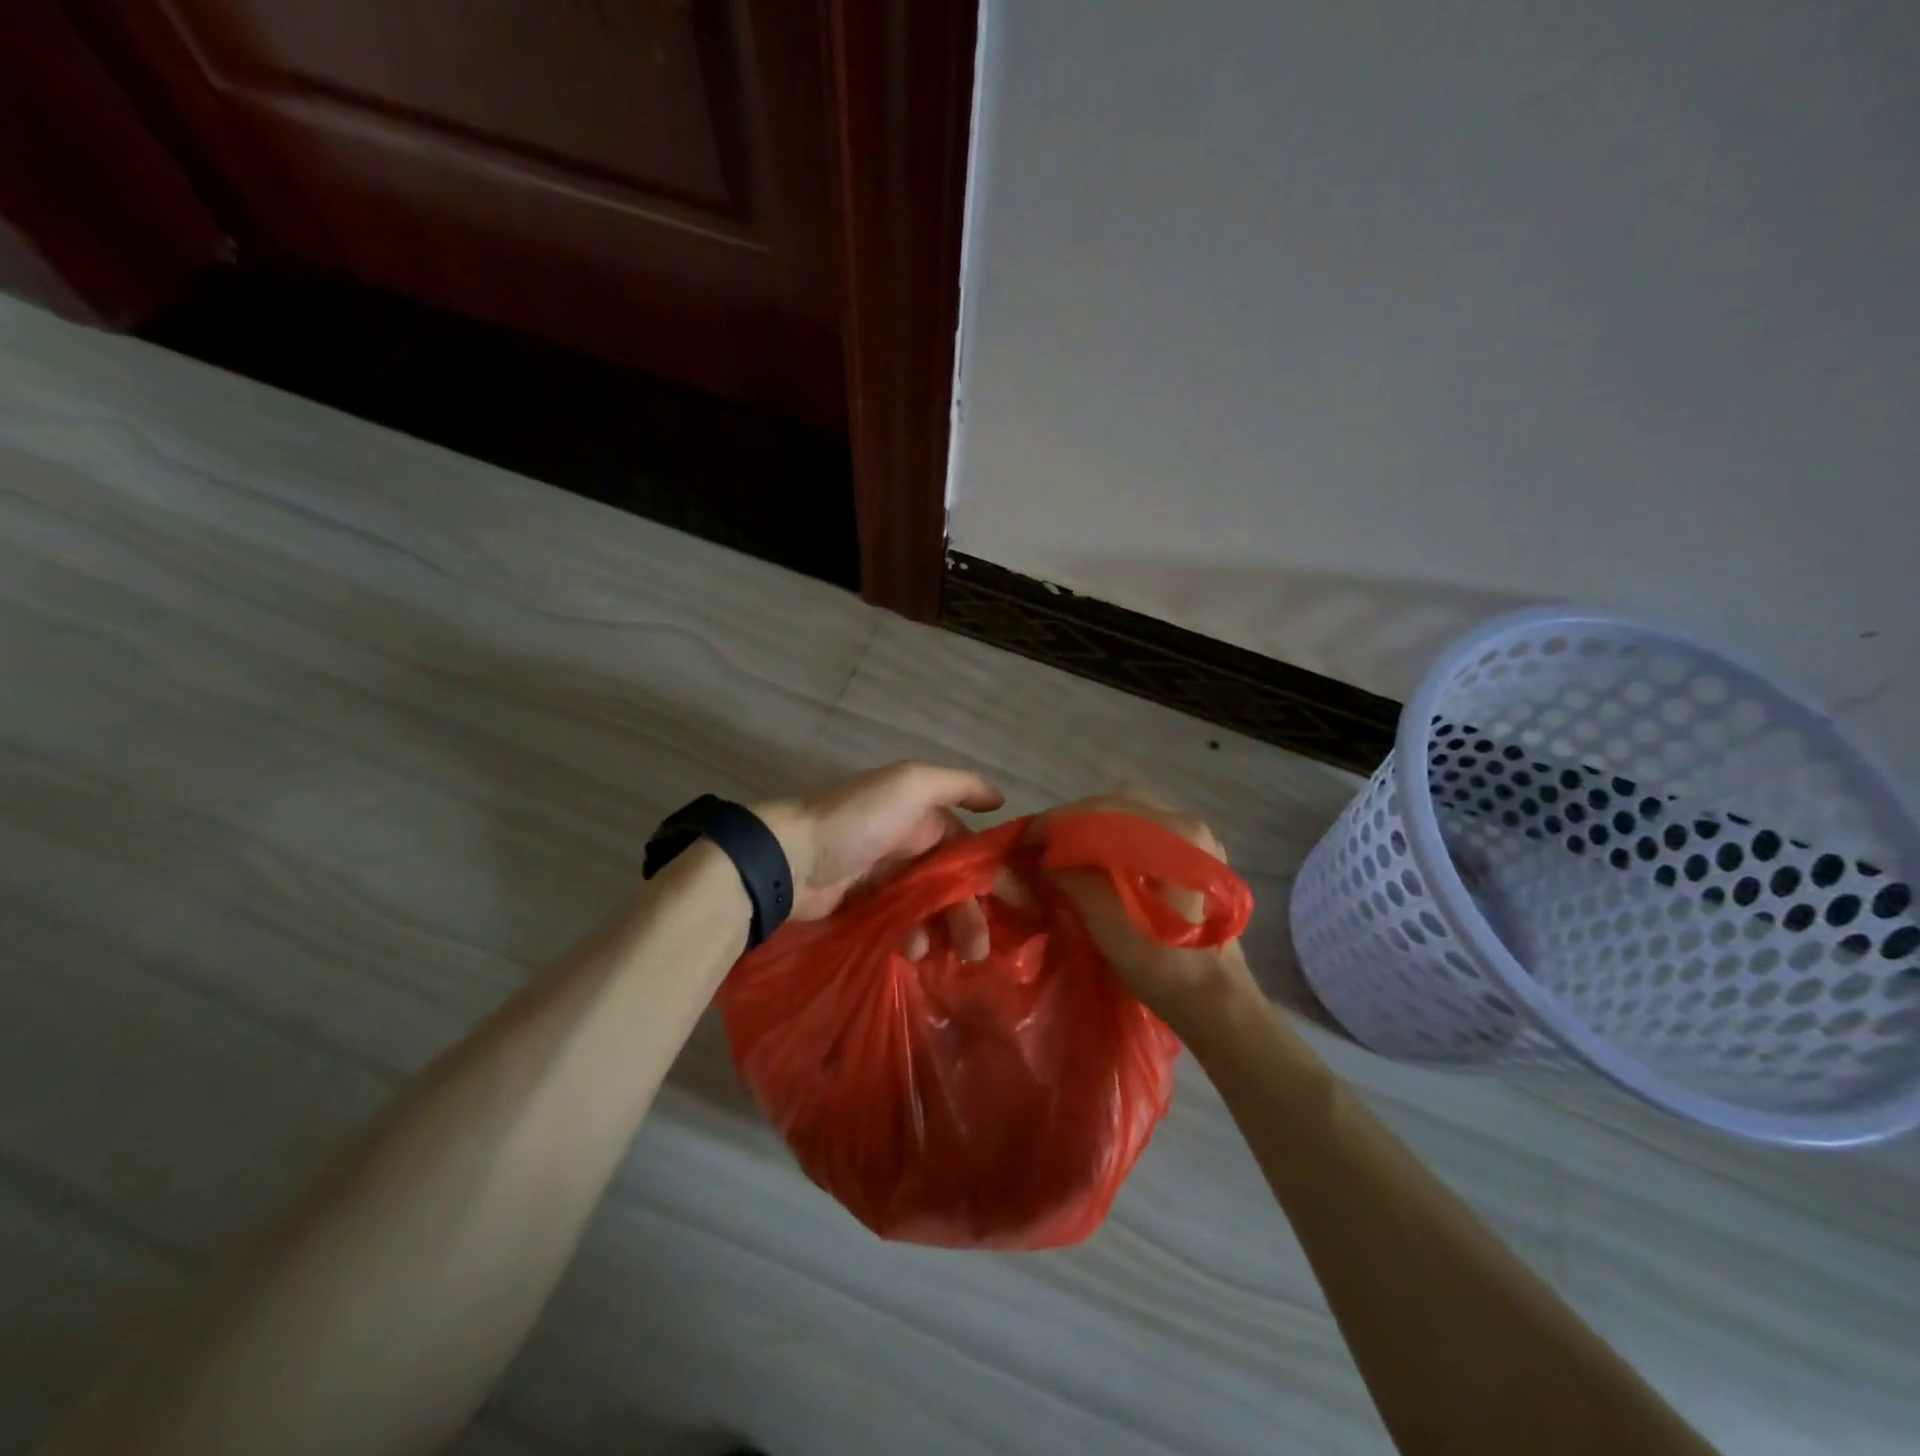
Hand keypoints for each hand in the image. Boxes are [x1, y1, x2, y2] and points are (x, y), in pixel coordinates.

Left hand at [756, 763, 1005, 945]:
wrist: (792, 858)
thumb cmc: (859, 819)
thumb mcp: (911, 784)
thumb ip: (959, 785)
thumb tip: (1001, 798)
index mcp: (923, 816)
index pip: (969, 846)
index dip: (993, 872)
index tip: (1017, 903)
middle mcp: (909, 846)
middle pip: (953, 883)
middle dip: (971, 912)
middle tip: (981, 948)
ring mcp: (887, 879)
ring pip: (931, 908)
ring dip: (947, 930)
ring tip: (952, 954)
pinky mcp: (867, 908)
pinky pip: (903, 925)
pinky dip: (914, 938)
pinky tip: (916, 950)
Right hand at [1035, 791, 1256, 1028]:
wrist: (1216, 1001)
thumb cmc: (1164, 965)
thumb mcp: (1107, 921)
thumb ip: (1072, 878)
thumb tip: (1042, 857)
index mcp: (1175, 834)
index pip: (1104, 811)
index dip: (1058, 821)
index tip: (1026, 837)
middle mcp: (1189, 824)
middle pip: (1118, 803)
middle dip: (1075, 818)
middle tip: (1044, 840)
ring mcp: (1196, 838)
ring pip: (1131, 812)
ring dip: (1094, 824)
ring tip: (1065, 846)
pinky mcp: (1195, 855)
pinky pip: (1144, 828)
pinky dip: (1114, 834)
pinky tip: (1096, 854)